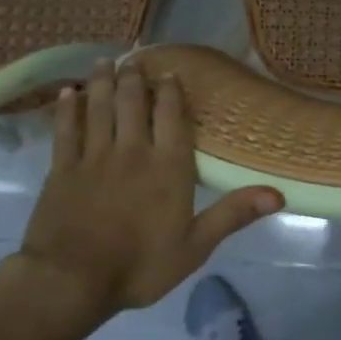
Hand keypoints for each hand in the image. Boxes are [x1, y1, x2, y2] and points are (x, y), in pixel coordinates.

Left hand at [8, 59, 282, 338]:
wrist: (71, 281)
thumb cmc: (140, 266)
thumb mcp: (196, 246)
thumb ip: (234, 214)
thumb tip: (279, 194)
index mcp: (168, 167)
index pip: (171, 117)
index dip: (171, 92)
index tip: (169, 73)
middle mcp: (132, 151)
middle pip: (133, 104)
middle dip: (134, 79)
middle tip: (134, 58)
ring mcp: (93, 157)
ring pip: (99, 108)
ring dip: (102, 82)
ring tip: (104, 62)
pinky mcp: (61, 169)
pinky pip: (65, 129)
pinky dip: (67, 109)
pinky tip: (67, 93)